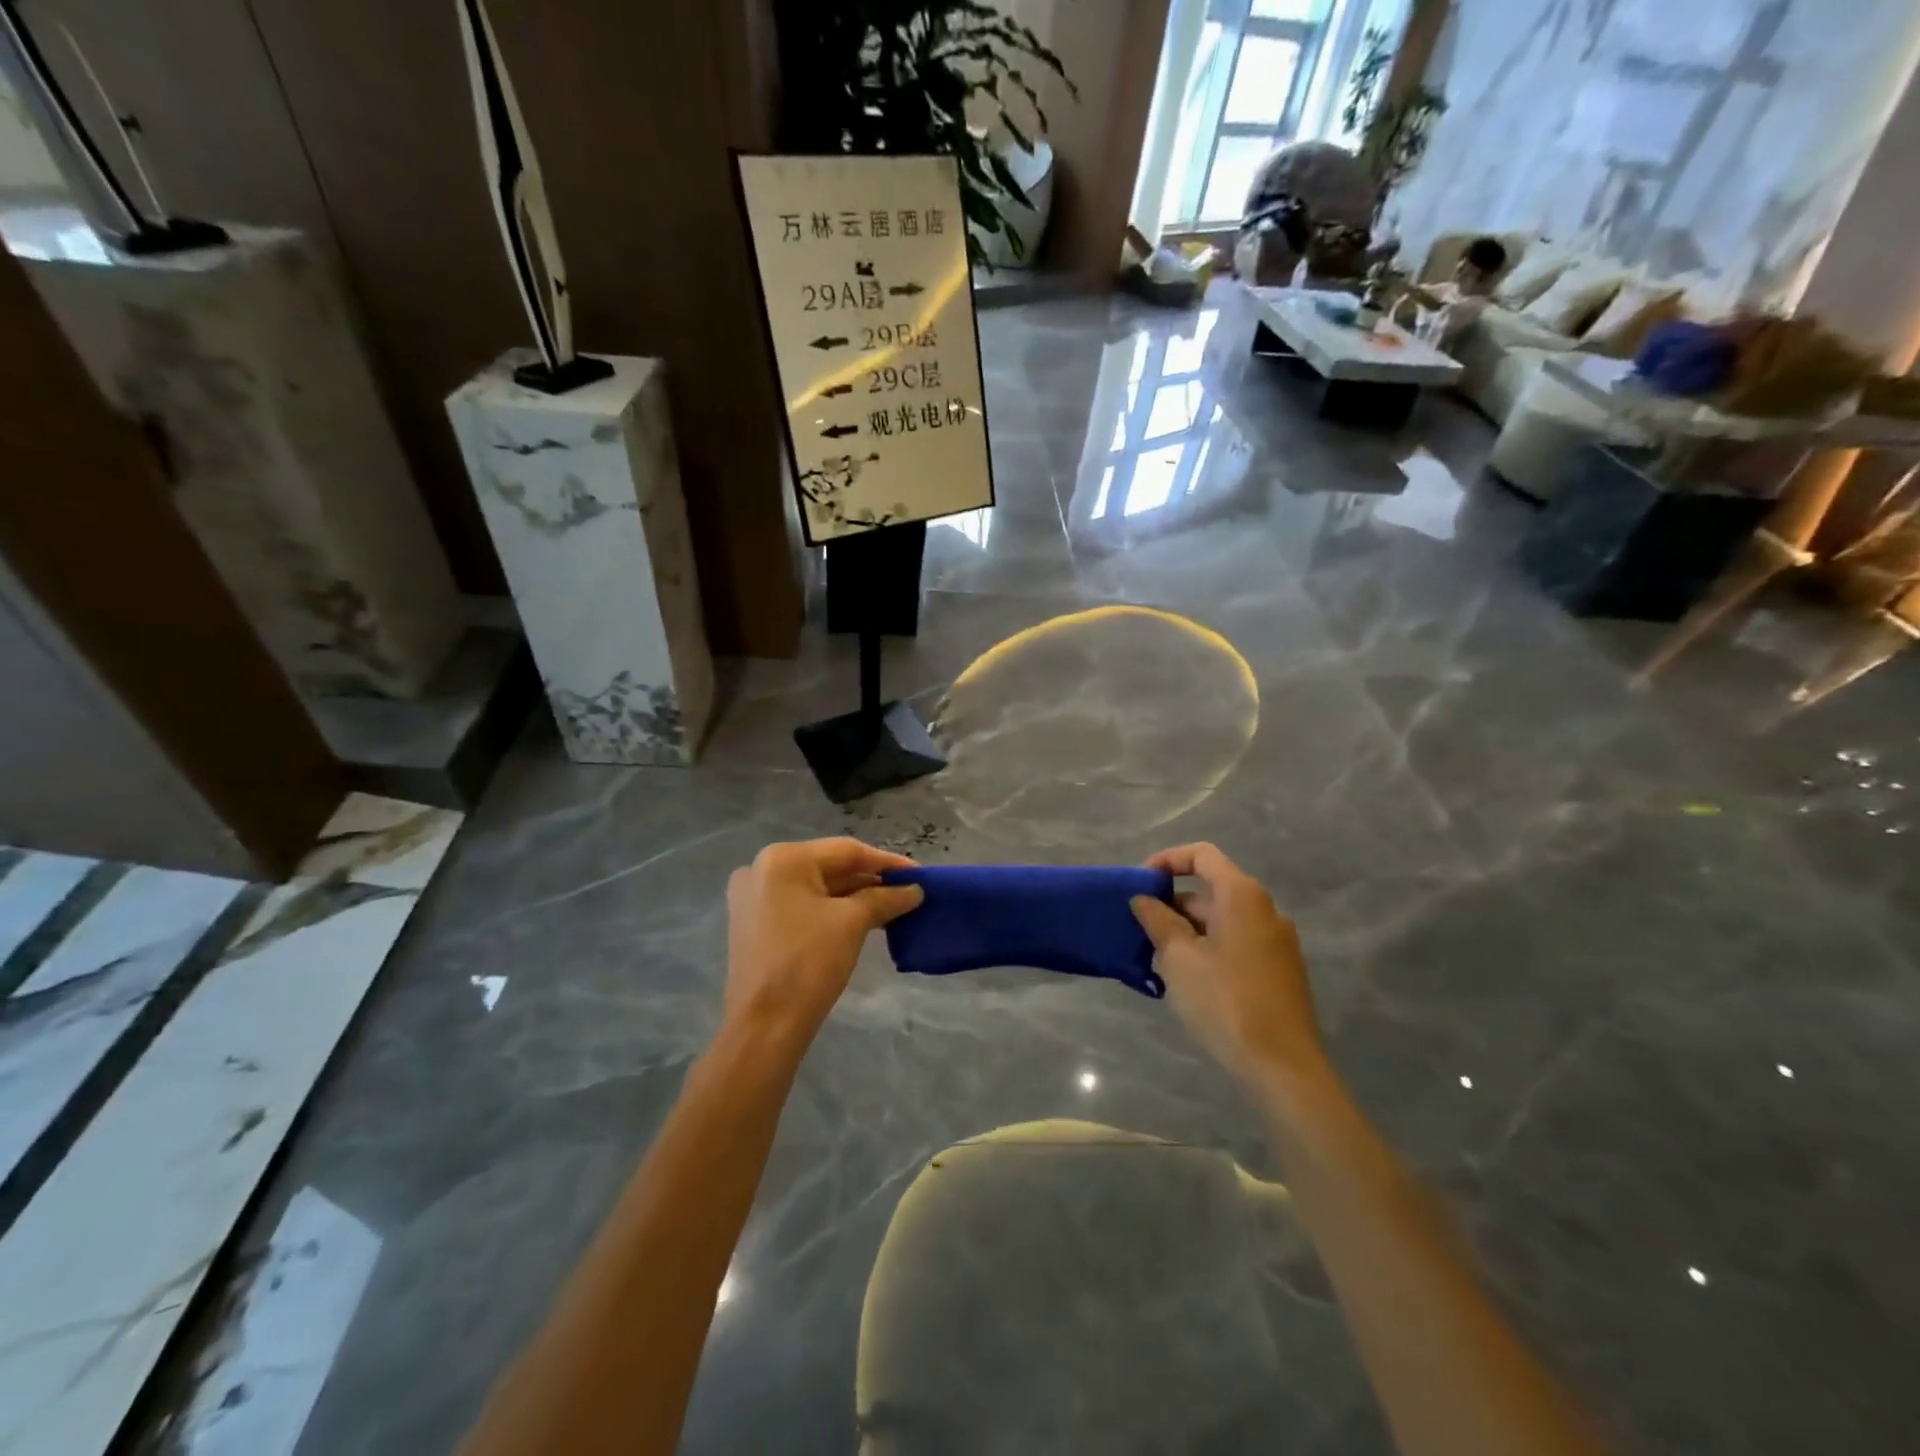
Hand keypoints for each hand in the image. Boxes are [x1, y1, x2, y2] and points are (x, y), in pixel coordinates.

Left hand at [724, 839, 922, 1052]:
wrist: (764, 1026)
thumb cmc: (808, 962)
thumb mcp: (852, 923)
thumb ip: (885, 898)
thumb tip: (914, 890)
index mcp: (783, 859)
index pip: (846, 851)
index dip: (888, 862)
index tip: (920, 875)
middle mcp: (762, 869)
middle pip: (830, 868)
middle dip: (871, 881)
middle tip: (909, 892)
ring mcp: (754, 898)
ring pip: (817, 888)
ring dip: (855, 897)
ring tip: (894, 907)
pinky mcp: (755, 924)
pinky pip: (802, 906)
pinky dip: (832, 911)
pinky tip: (863, 919)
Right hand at [1132, 843, 1326, 1089]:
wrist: (1283, 1067)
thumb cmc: (1225, 1001)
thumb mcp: (1179, 958)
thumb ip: (1158, 921)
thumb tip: (1143, 899)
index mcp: (1242, 896)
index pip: (1202, 855)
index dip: (1167, 860)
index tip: (1140, 883)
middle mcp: (1265, 909)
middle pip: (1212, 889)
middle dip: (1173, 903)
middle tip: (1141, 930)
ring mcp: (1277, 941)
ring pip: (1223, 920)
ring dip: (1188, 930)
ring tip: (1158, 959)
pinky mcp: (1281, 970)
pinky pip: (1238, 943)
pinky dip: (1209, 948)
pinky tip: (1189, 980)